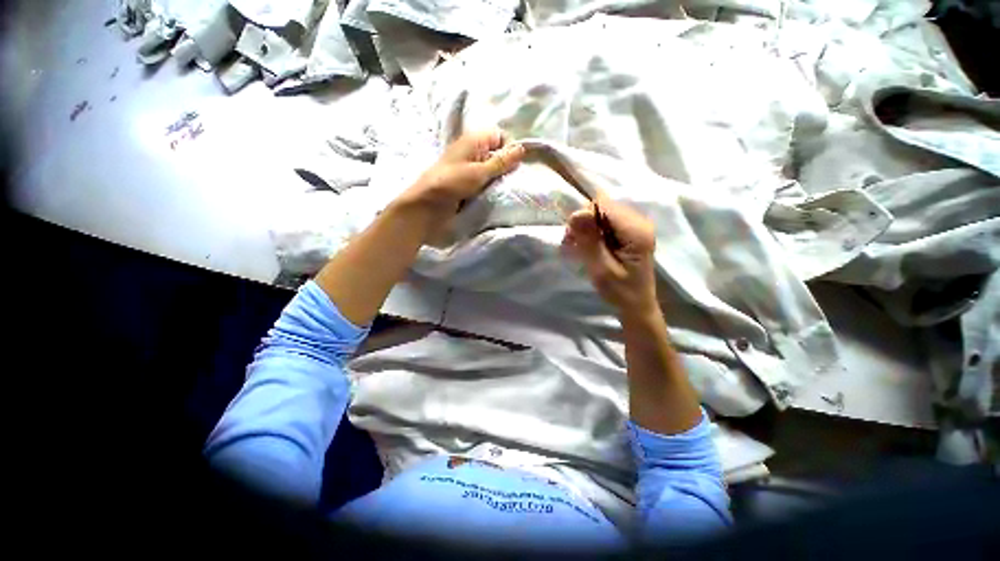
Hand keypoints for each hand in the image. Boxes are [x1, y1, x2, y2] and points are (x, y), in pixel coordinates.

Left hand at [397, 130, 525, 216]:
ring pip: (491, 170)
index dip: (509, 148)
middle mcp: (472, 152)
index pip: (499, 136)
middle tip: (512, 180)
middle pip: (496, 154)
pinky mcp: (467, 184)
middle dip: (506, 166)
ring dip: (499, 179)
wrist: (427, 206)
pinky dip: (490, 187)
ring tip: (505, 189)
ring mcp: (469, 169)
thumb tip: (522, 149)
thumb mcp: (479, 172)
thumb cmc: (451, 184)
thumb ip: (501, 161)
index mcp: (473, 141)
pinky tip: (495, 195)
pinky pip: (484, 182)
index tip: (514, 166)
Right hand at [561, 197, 657, 317]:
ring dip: (587, 227)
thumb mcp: (601, 270)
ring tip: (579, 246)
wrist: (637, 305)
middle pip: (603, 205)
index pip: (604, 205)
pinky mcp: (630, 231)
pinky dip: (593, 230)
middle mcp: (640, 221)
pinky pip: (606, 221)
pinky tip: (589, 245)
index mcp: (636, 231)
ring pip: (603, 212)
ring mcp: (636, 225)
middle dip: (584, 222)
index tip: (573, 237)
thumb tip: (575, 213)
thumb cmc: (620, 292)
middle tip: (573, 243)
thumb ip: (589, 241)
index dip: (584, 216)